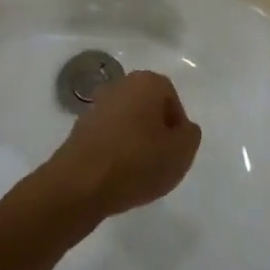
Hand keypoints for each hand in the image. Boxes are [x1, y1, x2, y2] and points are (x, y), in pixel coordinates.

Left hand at [42, 69, 202, 221]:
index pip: (172, 100)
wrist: (78, 186)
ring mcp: (95, 107)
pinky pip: (108, 139)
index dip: (177, 127)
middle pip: (148, 109)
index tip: (175, 151)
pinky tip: (117, 177)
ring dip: (135, 144)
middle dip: (156, 133)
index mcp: (146, 82)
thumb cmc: (136, 162)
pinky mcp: (78, 131)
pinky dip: (115, 153)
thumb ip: (190, 135)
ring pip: (127, 124)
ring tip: (138, 174)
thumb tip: (182, 129)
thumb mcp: (181, 152)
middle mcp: (120, 86)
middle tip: (160, 161)